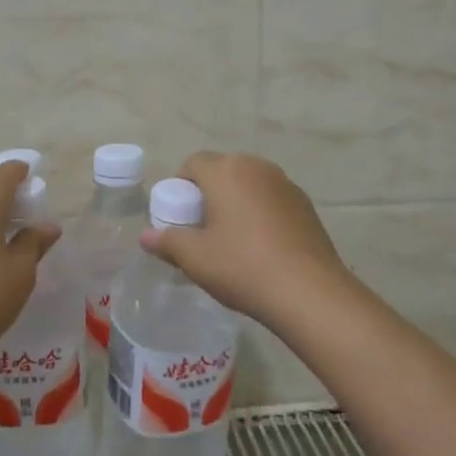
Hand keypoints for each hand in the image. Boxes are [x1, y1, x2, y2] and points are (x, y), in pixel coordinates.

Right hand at [139, 152, 354, 330]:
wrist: (309, 292)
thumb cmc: (243, 267)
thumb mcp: (195, 258)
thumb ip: (167, 242)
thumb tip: (146, 236)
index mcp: (226, 170)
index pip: (193, 163)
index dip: (181, 186)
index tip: (180, 217)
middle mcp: (257, 167)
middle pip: (223, 170)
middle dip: (209, 193)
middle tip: (202, 229)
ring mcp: (285, 183)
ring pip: (249, 184)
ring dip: (236, 202)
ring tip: (233, 239)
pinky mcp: (306, 204)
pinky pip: (272, 199)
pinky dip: (261, 213)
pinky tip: (262, 247)